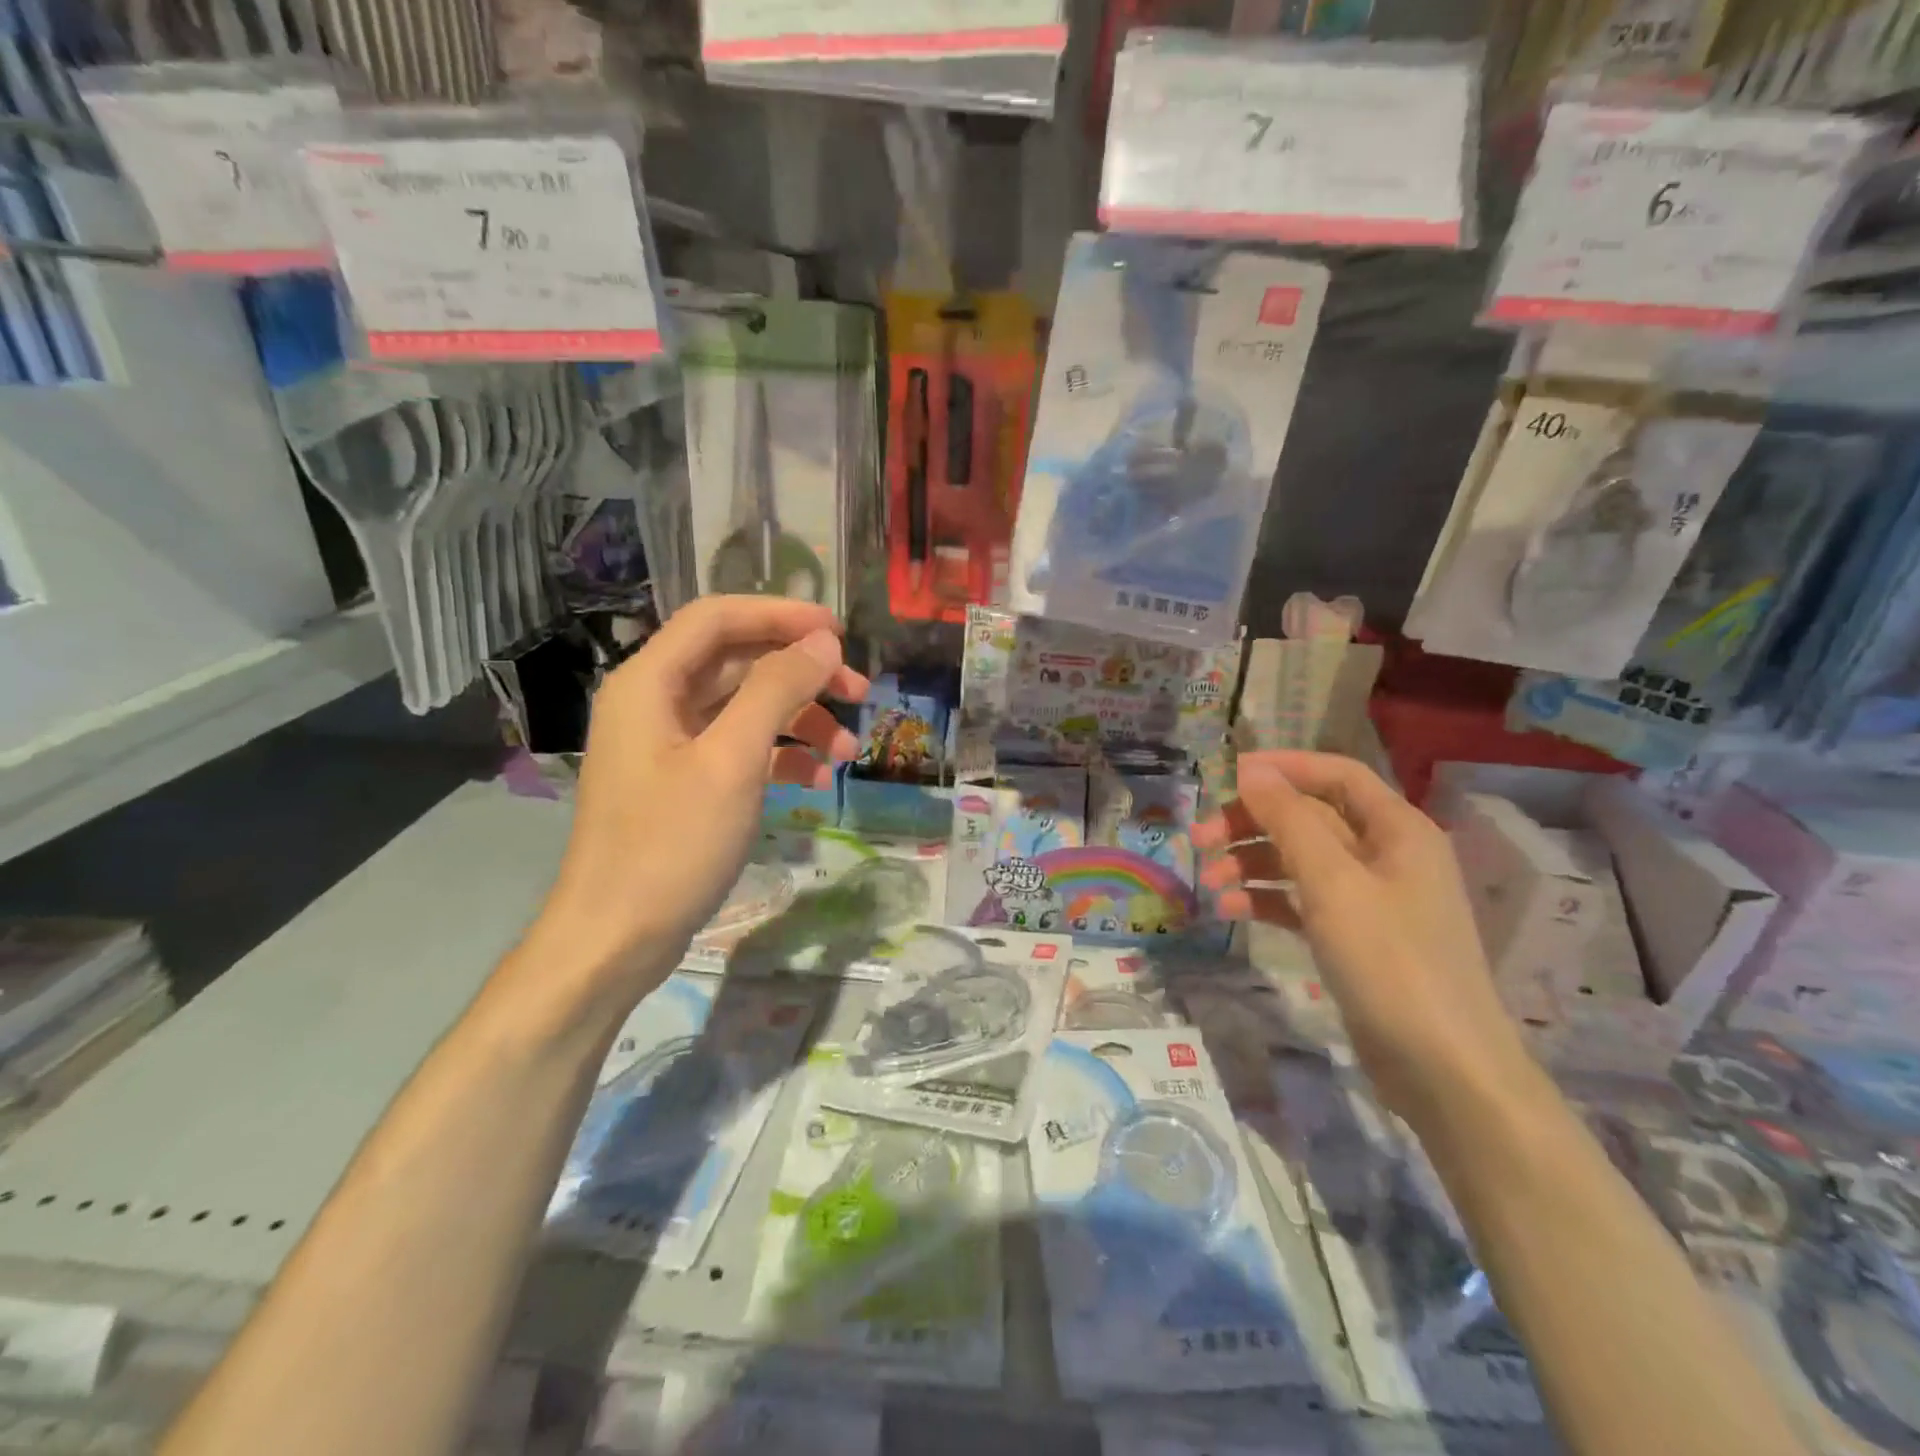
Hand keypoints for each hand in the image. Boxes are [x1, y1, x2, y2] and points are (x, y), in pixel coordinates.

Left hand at [532, 597, 867, 999]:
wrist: (616, 940)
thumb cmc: (670, 844)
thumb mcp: (732, 760)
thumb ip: (776, 690)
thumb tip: (822, 642)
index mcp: (650, 682)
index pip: (718, 618)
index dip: (781, 615)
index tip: (840, 632)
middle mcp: (655, 702)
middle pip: (737, 661)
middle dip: (802, 674)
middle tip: (860, 692)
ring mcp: (669, 746)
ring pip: (745, 708)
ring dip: (800, 720)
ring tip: (848, 753)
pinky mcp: (684, 783)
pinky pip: (739, 749)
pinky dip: (780, 756)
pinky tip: (816, 780)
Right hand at [1193, 751, 1526, 1115]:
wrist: (1442, 1069)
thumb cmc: (1389, 960)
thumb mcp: (1332, 882)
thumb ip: (1289, 820)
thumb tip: (1251, 770)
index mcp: (1396, 829)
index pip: (1336, 774)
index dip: (1282, 768)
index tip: (1225, 775)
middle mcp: (1385, 855)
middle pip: (1309, 818)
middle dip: (1252, 823)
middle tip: (1200, 839)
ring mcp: (1370, 899)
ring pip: (1299, 860)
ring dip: (1251, 863)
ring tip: (1209, 882)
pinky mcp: (1354, 937)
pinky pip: (1302, 901)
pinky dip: (1266, 900)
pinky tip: (1230, 911)